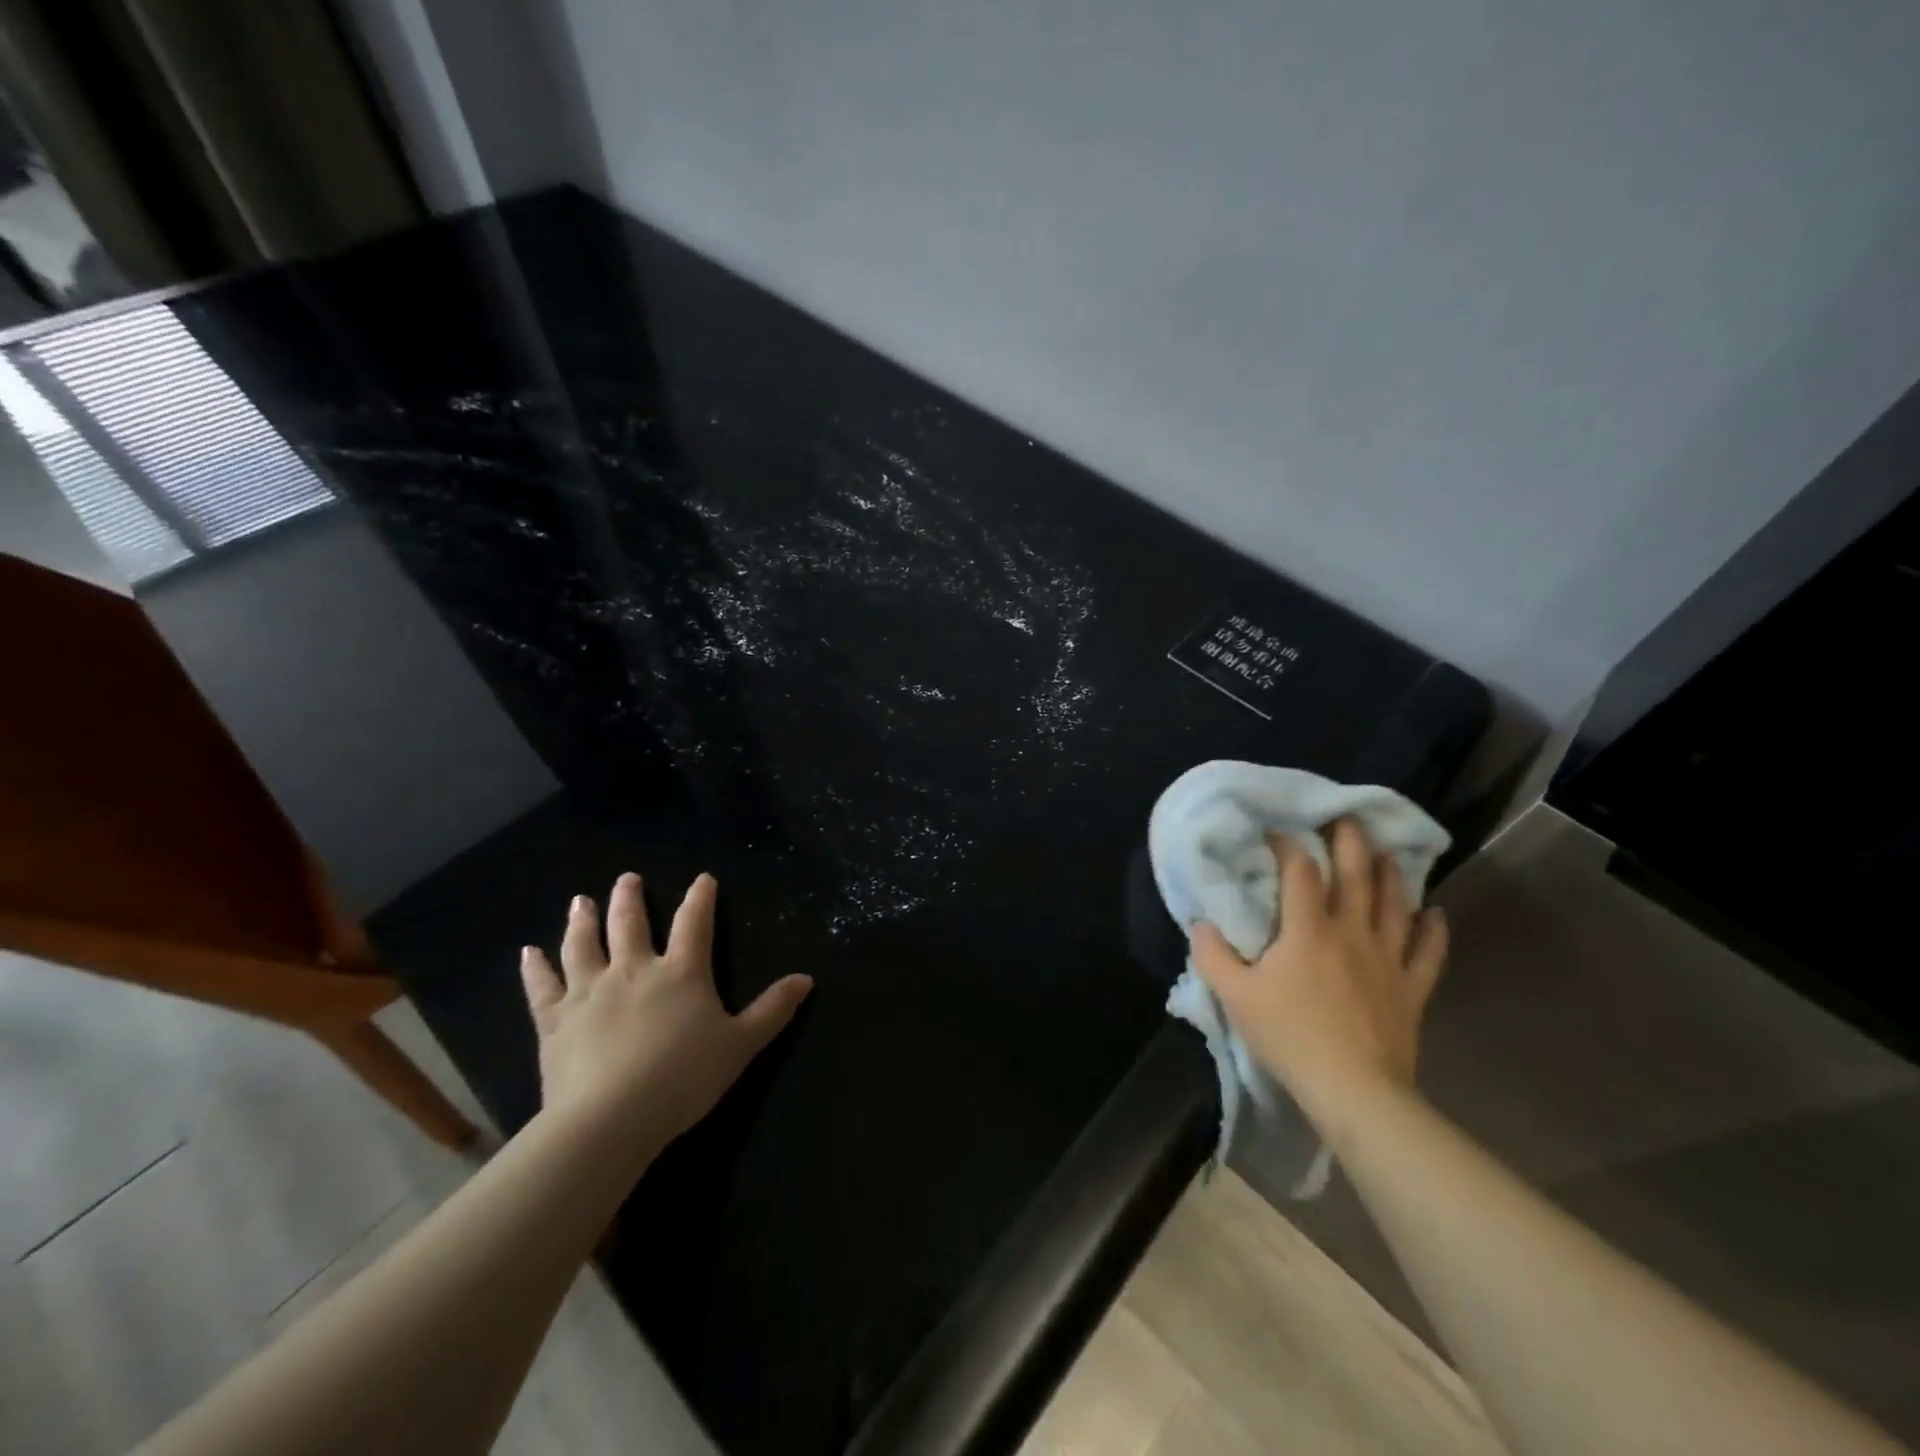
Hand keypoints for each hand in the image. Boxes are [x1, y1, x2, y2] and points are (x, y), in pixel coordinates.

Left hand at [519, 873, 812, 1151]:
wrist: (611, 1118)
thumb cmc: (683, 1078)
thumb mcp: (741, 1045)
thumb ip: (772, 1010)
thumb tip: (806, 979)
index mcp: (681, 973)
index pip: (695, 923)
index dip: (701, 898)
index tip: (702, 878)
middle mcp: (634, 970)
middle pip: (630, 923)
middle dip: (630, 898)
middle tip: (627, 878)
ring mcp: (590, 991)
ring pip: (584, 945)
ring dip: (583, 920)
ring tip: (580, 900)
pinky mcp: (555, 1020)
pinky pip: (542, 986)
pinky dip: (535, 967)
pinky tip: (528, 952)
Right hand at [1190, 819, 1447, 1118]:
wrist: (1354, 1091)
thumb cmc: (1289, 1037)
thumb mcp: (1235, 996)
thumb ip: (1213, 955)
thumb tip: (1201, 923)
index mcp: (1307, 930)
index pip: (1299, 872)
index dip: (1287, 846)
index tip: (1276, 833)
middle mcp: (1351, 932)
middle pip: (1355, 874)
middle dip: (1350, 841)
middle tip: (1345, 818)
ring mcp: (1387, 959)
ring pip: (1394, 904)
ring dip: (1391, 874)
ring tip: (1386, 852)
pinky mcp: (1411, 988)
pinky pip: (1428, 952)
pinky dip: (1433, 930)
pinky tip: (1435, 913)